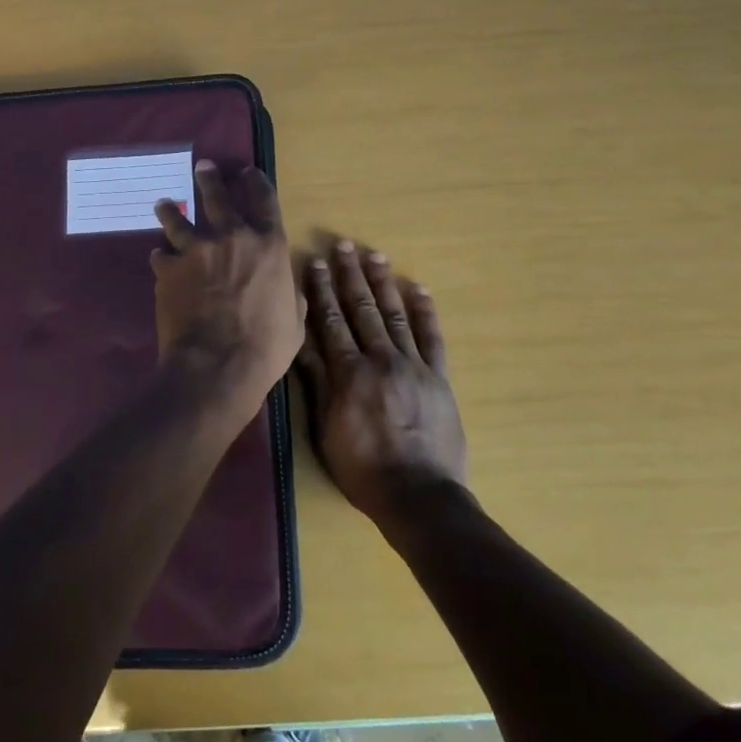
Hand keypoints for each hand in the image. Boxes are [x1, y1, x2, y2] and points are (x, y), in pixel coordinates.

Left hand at [151, 162, 303, 411]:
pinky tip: (159, 258)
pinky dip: (162, 257)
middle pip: (218, 197)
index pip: (264, 200)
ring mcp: (195, 250)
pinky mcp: (168, 269)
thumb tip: (289, 288)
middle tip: (203, 167)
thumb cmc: (265, 346)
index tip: (248, 172)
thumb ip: (291, 296)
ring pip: (178, 219)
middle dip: (210, 179)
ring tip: (164, 204)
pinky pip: (161, 255)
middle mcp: (232, 237)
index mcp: (269, 245)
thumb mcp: (295, 322)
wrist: (216, 365)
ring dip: (171, 210)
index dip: (256, 182)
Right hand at [302, 241, 468, 529]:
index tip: (315, 262)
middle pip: (362, 309)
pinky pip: (432, 338)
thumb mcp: (326, 429)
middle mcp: (380, 359)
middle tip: (343, 245)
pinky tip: (419, 288)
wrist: (419, 496)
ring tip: (375, 255)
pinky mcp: (439, 377)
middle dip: (350, 275)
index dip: (322, 290)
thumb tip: (301, 341)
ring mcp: (413, 366)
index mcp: (349, 373)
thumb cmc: (363, 468)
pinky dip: (426, 312)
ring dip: (383, 283)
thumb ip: (317, 382)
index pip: (331, 321)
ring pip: (395, 315)